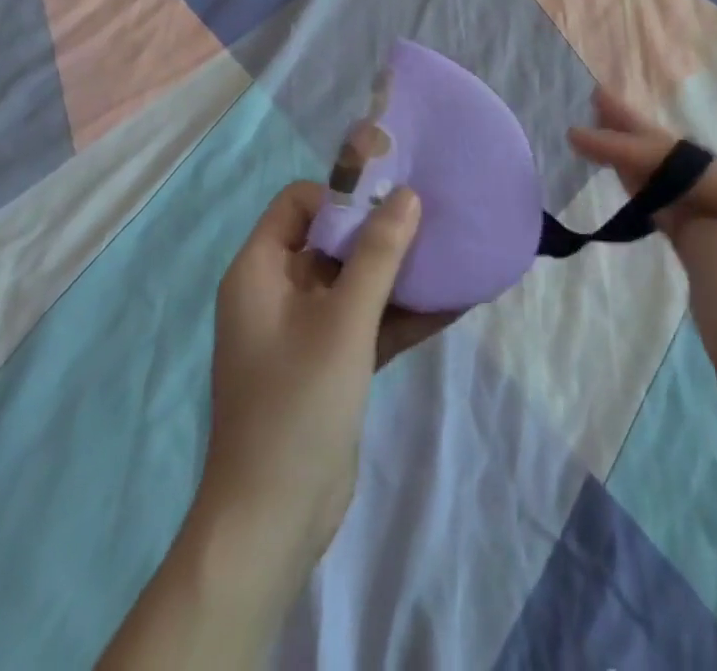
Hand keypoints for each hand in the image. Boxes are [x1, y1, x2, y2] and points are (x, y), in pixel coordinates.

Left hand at [197, 181, 452, 568]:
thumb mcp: (343, 321)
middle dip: (382, 228)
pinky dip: (403, 313)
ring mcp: (306, 330)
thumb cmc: (297, 404)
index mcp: (261, 271)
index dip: (342, 193)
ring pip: (356, 281)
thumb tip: (408, 194)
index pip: (299, 203)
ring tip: (453, 252)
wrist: (273, 523)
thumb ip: (378, 254)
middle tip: (434, 215)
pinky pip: (368, 320)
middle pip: (333, 239)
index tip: (391, 195)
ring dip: (400, 272)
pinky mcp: (330, 362)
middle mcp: (279, 292)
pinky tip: (454, 302)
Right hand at [568, 89, 716, 474]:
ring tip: (605, 129)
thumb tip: (667, 201)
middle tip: (598, 98)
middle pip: (683, 162)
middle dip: (638, 132)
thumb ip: (688, 217)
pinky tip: (629, 181)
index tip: (580, 133)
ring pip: (678, 187)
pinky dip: (651, 198)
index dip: (629, 145)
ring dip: (640, 160)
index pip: (682, 162)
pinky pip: (679, 217)